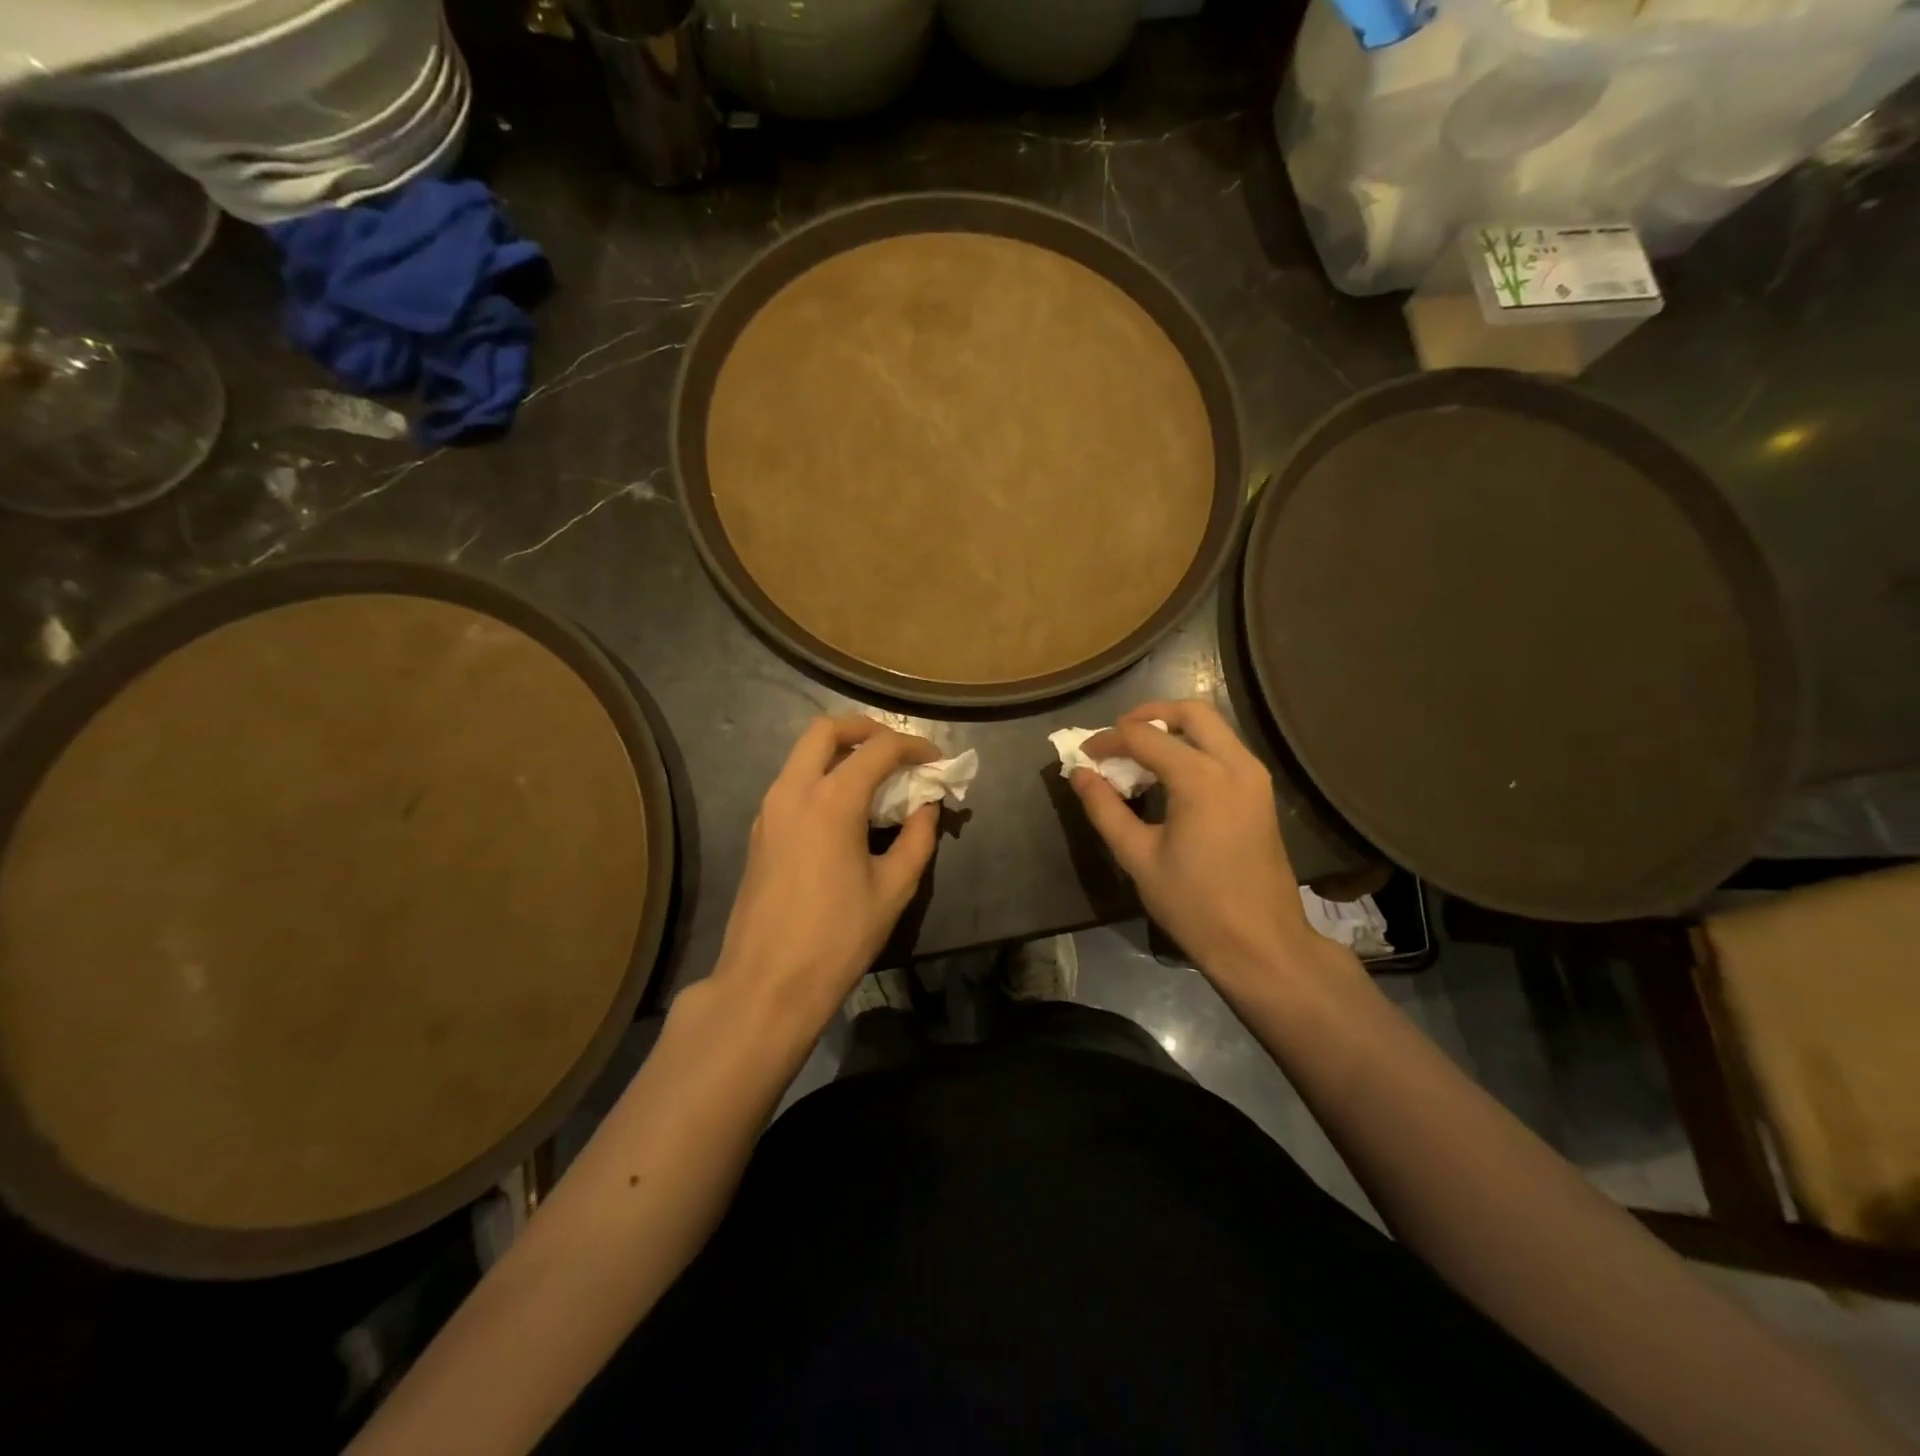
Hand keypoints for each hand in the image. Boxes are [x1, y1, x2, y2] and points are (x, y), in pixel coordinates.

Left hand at [711, 715, 938, 1032]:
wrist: (767, 983)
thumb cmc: (838, 937)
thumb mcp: (893, 888)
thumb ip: (917, 838)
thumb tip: (926, 807)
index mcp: (832, 800)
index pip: (879, 749)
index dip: (914, 747)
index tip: (937, 762)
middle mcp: (794, 790)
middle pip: (827, 729)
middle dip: (867, 729)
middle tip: (897, 751)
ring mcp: (769, 808)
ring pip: (803, 753)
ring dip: (840, 751)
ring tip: (875, 777)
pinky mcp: (759, 830)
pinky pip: (792, 781)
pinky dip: (821, 775)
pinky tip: (844, 808)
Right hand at [1071, 700, 1333, 987]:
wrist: (1261, 944)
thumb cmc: (1194, 904)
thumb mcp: (1137, 857)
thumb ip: (1105, 808)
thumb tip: (1079, 773)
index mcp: (1201, 779)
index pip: (1145, 737)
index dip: (1109, 740)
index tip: (1085, 754)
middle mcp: (1234, 764)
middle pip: (1190, 712)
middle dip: (1148, 715)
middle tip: (1118, 737)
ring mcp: (1255, 776)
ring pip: (1213, 727)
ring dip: (1174, 730)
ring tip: (1139, 755)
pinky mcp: (1262, 792)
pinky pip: (1225, 749)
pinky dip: (1195, 747)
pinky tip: (1171, 775)